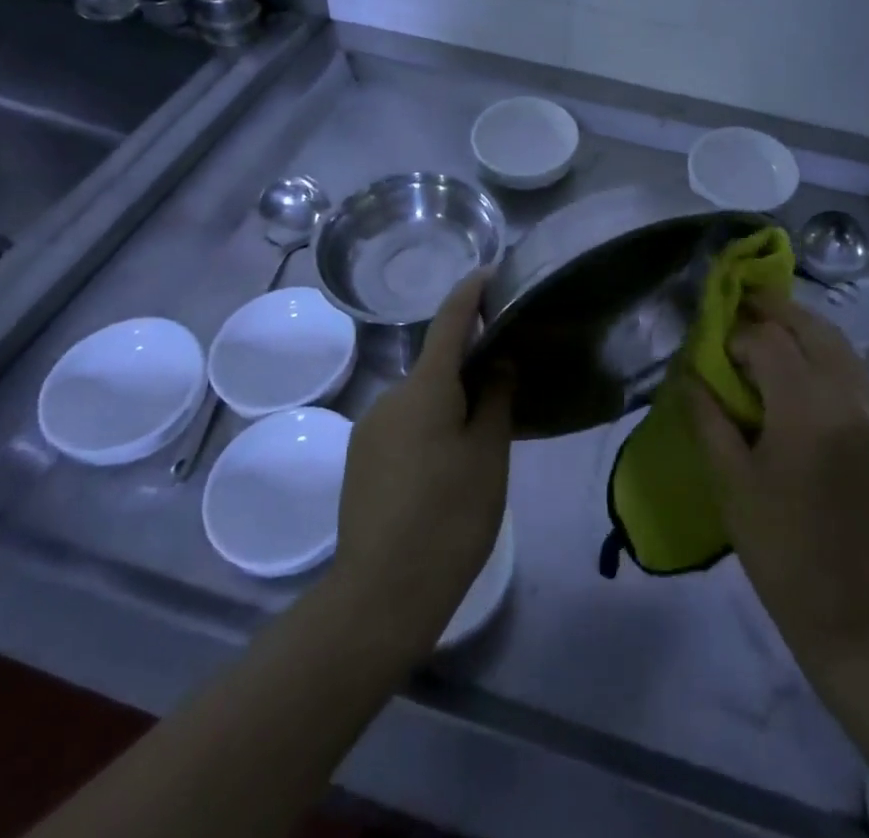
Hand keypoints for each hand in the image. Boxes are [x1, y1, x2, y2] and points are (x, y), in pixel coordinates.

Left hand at [333, 271, 513, 660]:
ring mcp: (369, 429)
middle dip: (470, 365)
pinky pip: (404, 424)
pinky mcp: (360, 460)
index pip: (450, 320)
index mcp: (424, 387)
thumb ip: (497, 398)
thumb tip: (499, 361)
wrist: (380, 597)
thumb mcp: (489, 455)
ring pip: (421, 398)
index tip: (492, 272)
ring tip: (482, 438)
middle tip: (509, 386)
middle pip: (436, 364)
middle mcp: (389, 397)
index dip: (471, 292)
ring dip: (450, 402)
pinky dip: (430, 426)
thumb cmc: (449, 517)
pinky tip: (447, 467)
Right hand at [688, 291, 868, 670]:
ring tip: (772, 326)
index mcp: (807, 413)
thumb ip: (708, 417)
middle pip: (813, 328)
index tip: (718, 346)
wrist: (856, 608)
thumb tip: (690, 372)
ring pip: (841, 346)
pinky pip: (857, 376)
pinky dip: (828, 360)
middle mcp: (851, 400)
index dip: (739, 335)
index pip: (770, 342)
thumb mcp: (730, 482)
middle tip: (746, 301)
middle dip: (776, 310)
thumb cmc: (779, 547)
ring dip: (805, 329)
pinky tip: (805, 372)